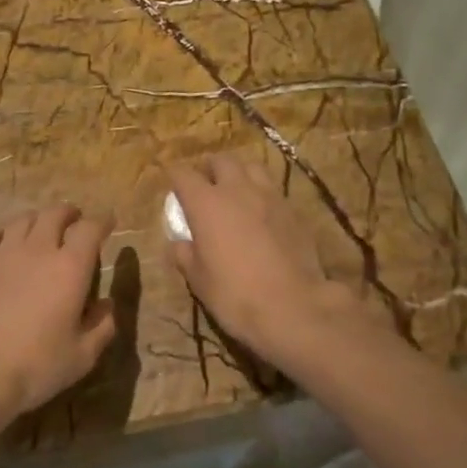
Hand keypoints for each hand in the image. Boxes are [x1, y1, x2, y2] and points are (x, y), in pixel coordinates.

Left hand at [0, 205, 115, 421]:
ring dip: (38, 219)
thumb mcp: (82, 355)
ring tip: (42, 227)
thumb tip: (107, 305)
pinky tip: (5, 241)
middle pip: (55, 214)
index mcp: (71, 268)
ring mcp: (4, 252)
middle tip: (74, 220)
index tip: (108, 222)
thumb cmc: (36, 365)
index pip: (90, 229)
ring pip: (24, 219)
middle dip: (69, 213)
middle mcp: (39, 250)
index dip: (102, 222)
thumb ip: (102, 326)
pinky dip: (5, 232)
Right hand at [166, 155, 369, 368]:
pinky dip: (262, 194)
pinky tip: (261, 214)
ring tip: (236, 192)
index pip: (183, 174)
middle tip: (205, 185)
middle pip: (221, 160)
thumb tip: (178, 244)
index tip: (172, 185)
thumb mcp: (198, 279)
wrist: (293, 307)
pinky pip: (273, 190)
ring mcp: (270, 197)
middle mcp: (237, 190)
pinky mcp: (294, 211)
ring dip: (239, 174)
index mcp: (206, 203)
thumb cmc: (234, 294)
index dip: (174, 176)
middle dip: (209, 168)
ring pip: (252, 167)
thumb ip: (184, 255)